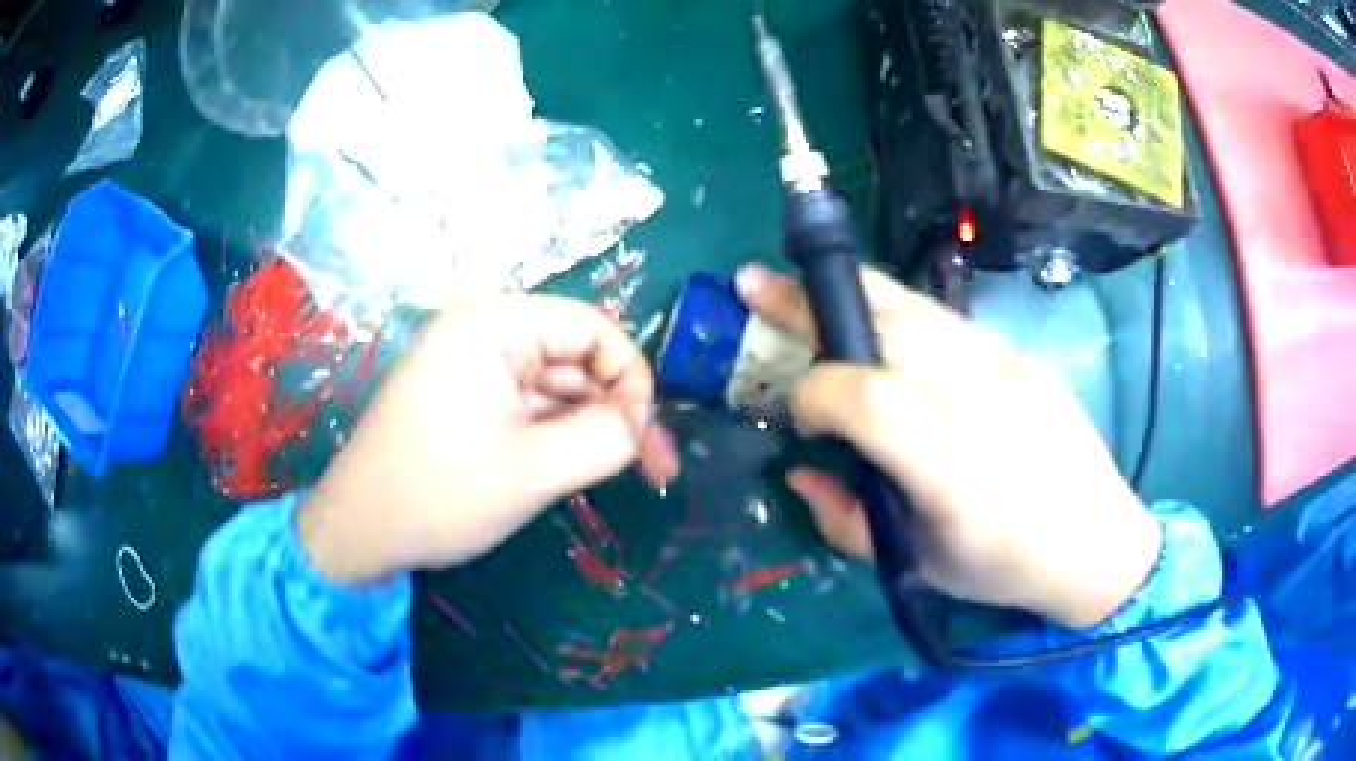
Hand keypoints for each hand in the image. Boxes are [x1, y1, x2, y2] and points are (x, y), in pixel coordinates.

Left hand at [297, 296, 680, 585]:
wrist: (360, 531)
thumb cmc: (442, 493)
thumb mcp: (537, 469)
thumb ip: (609, 437)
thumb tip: (645, 422)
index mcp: (493, 323)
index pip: (591, 328)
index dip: (632, 378)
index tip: (649, 436)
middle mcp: (482, 330)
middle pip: (575, 357)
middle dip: (617, 410)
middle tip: (655, 467)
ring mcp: (471, 365)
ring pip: (554, 386)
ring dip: (590, 426)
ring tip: (625, 474)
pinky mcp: (464, 397)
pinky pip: (527, 405)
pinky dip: (558, 434)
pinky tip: (578, 467)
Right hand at [736, 263, 1160, 629]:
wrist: (1094, 541)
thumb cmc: (1002, 567)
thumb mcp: (916, 565)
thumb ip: (844, 519)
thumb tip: (798, 469)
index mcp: (948, 461)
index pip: (859, 394)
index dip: (811, 394)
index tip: (797, 416)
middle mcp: (976, 394)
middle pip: (882, 320)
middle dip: (807, 301)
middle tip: (754, 282)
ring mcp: (1003, 362)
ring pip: (911, 305)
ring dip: (850, 294)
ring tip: (806, 286)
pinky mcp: (1018, 352)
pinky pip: (943, 321)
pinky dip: (897, 315)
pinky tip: (882, 331)